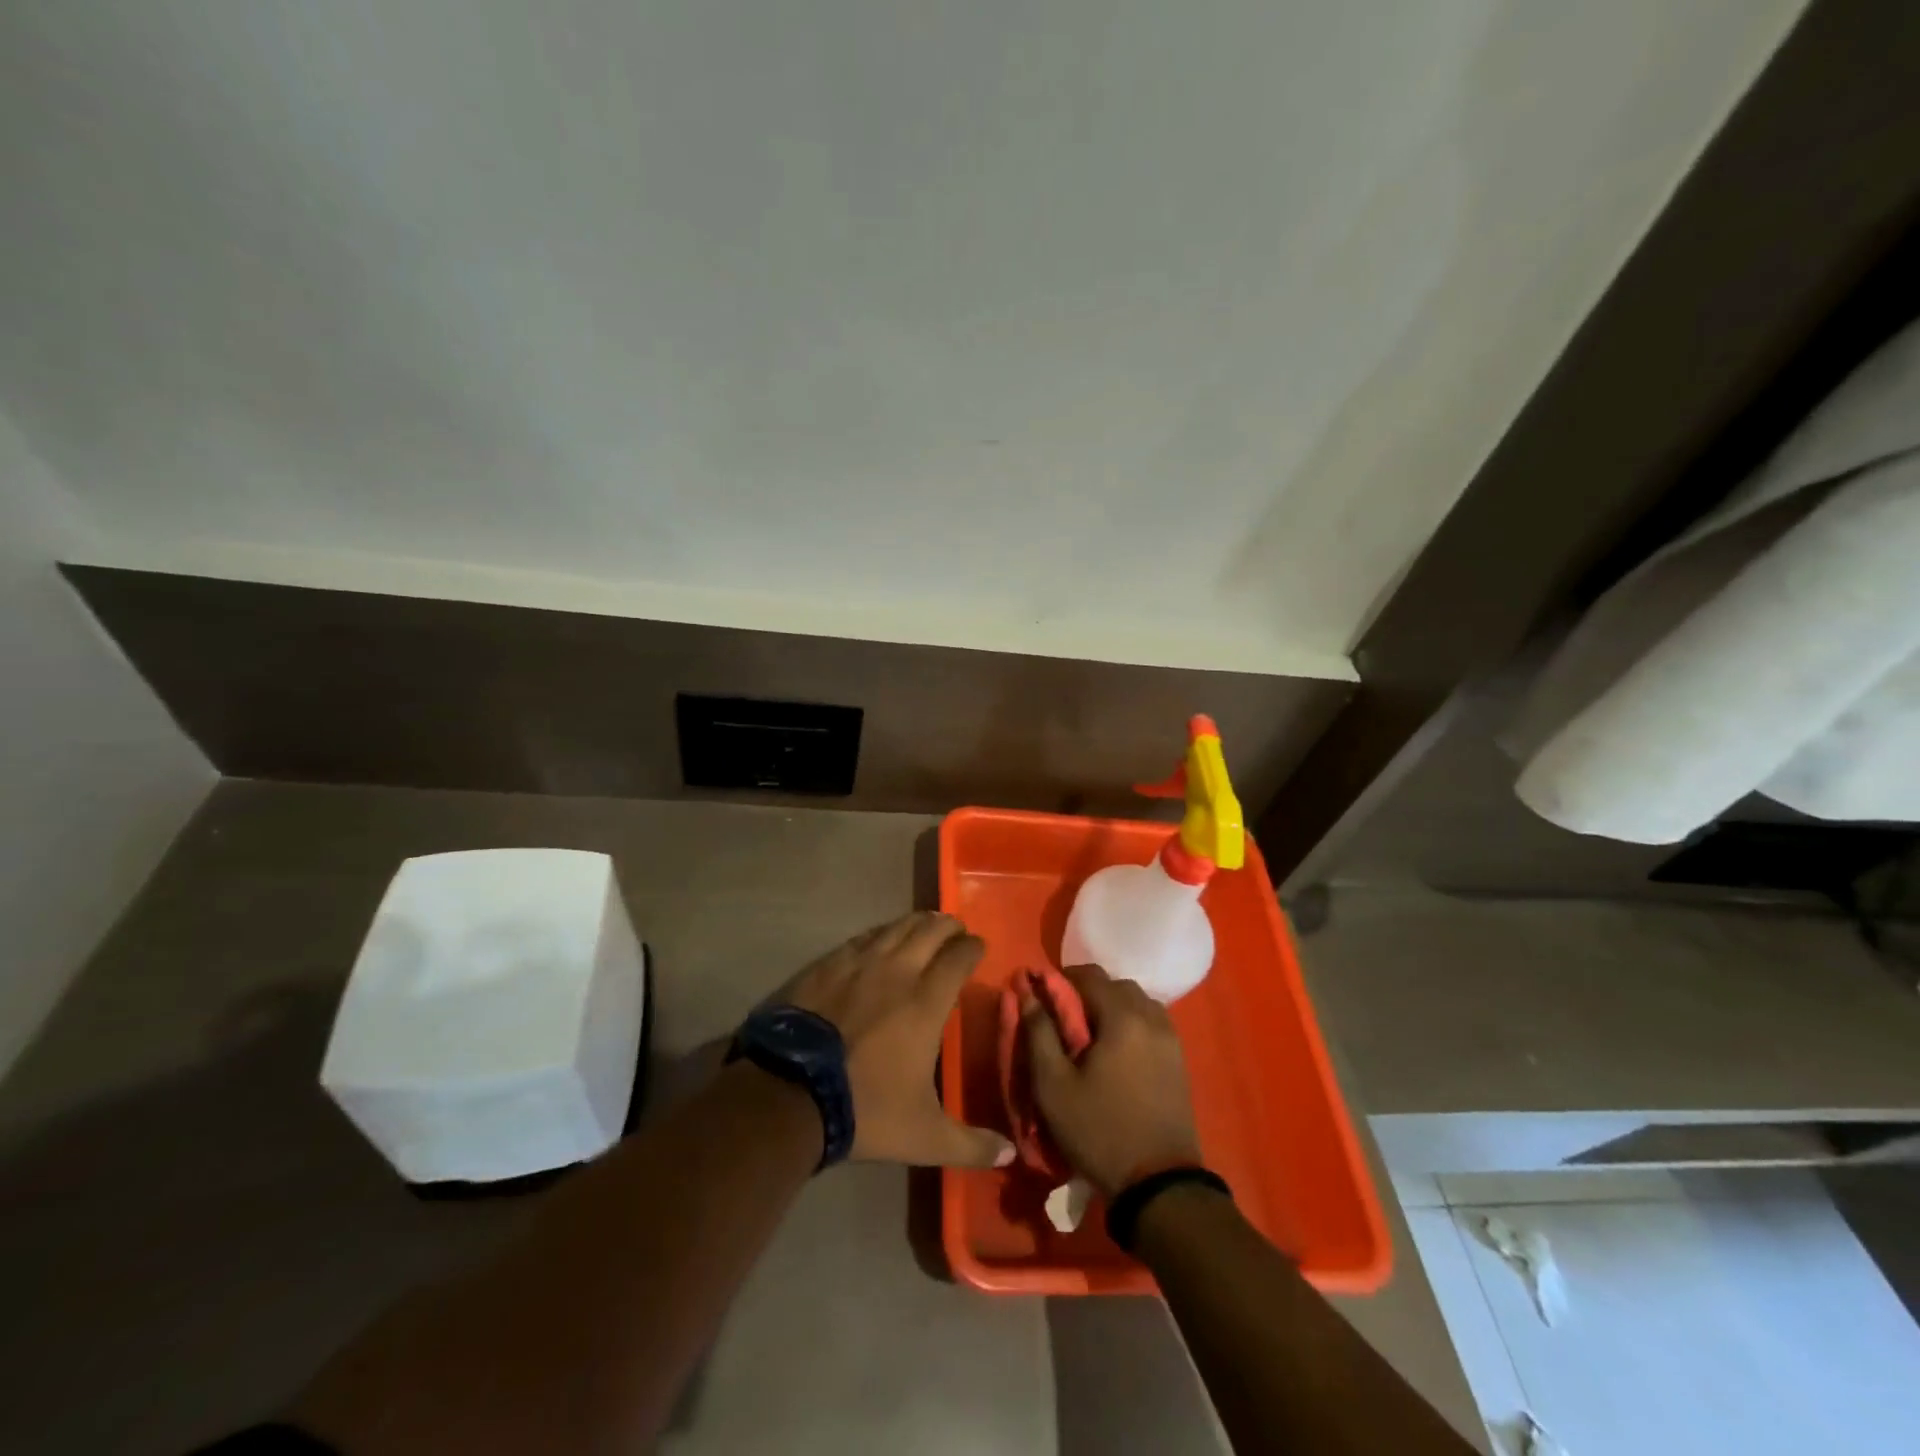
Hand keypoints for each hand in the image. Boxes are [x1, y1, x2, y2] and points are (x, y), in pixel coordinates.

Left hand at [779, 912, 1013, 1169]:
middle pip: (930, 930)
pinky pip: (862, 938)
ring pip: (896, 927)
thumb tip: (1009, 1155)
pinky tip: (879, 939)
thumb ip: (970, 1144)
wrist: (789, 1092)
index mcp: (926, 1001)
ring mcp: (858, 962)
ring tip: (925, 925)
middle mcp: (897, 970)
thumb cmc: (865, 1108)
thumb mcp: (924, 1136)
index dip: (973, 947)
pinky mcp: (827, 964)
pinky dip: (879, 933)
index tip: (979, 947)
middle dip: (948, 926)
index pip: (959, 957)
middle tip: (956, 931)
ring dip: (916, 923)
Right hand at [1021, 964, 1201, 1196]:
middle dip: (1087, 993)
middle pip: (1115, 985)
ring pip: (1137, 1002)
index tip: (1042, 998)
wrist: (1158, 1183)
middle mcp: (1151, 1017)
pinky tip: (1115, 1052)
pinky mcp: (1179, 1059)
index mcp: (1122, 1017)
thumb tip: (1028, 993)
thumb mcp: (1053, 1085)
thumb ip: (1038, 1033)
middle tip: (1064, 1021)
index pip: (1089, 975)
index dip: (1061, 979)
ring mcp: (1170, 1038)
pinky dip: (1131, 1023)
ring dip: (1111, 1007)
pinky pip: (1151, 1023)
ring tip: (1090, 1037)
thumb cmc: (1099, 1130)